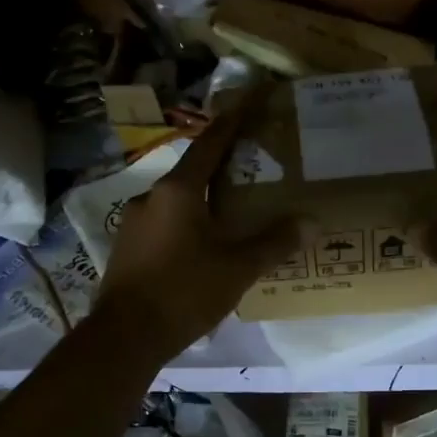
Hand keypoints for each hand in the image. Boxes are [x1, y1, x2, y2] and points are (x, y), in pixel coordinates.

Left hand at [91, 95, 299, 361]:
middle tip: (250, 169)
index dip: (232, 122)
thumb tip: (312, 223)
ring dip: (202, 201)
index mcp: (178, 191)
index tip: (249, 100)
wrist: (124, 336)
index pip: (210, 145)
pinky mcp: (126, 248)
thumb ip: (274, 242)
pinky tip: (201, 247)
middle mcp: (150, 197)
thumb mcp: (238, 268)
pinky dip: (186, 225)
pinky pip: (163, 225)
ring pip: (176, 202)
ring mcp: (133, 223)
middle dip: (221, 168)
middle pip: (192, 172)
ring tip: (230, 214)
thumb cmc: (184, 292)